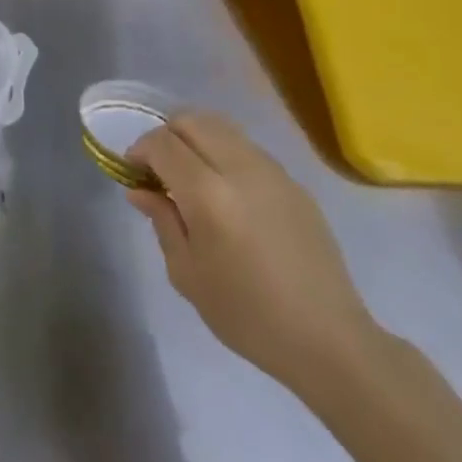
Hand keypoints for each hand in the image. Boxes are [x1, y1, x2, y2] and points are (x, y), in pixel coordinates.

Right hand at [128, 110, 383, 398]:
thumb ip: (162, 221)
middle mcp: (241, 169)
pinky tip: (226, 193)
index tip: (133, 173)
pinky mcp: (295, 183)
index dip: (140, 150)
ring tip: (190, 176)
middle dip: (166, 135)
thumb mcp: (187, 274)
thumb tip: (140, 189)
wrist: (328, 340)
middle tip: (158, 170)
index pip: (163, 143)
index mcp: (209, 194)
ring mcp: (273, 172)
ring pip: (222, 127)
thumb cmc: (247, 315)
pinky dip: (223, 153)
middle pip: (192, 120)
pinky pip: (247, 148)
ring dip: (196, 139)